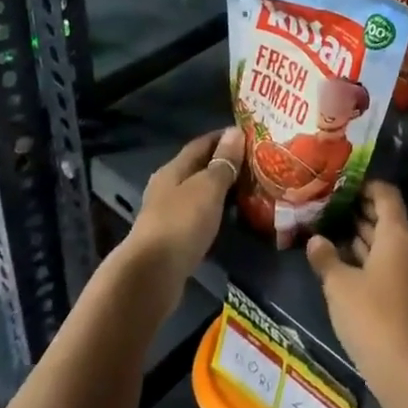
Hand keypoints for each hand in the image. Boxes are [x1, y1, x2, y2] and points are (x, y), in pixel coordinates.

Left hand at [124, 127, 239, 304]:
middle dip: (225, 164)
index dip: (224, 137)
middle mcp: (167, 188)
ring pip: (199, 194)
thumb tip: (235, 132)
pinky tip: (230, 218)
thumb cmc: (181, 223)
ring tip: (249, 190)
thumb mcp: (207, 188)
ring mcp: (168, 215)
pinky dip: (215, 213)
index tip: (249, 135)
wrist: (151, 275)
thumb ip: (223, 162)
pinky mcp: (172, 240)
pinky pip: (198, 217)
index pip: (201, 144)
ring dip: (221, 191)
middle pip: (198, 168)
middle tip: (256, 164)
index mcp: (173, 169)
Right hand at [306, 182, 407, 390]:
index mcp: (398, 235)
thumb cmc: (372, 317)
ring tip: (332, 232)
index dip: (366, 186)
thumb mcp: (339, 286)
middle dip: (360, 212)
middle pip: (388, 219)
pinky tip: (347, 268)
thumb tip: (315, 239)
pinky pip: (391, 265)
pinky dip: (371, 260)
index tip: (342, 185)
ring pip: (389, 244)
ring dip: (364, 238)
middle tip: (330, 208)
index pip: (386, 195)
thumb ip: (326, 258)